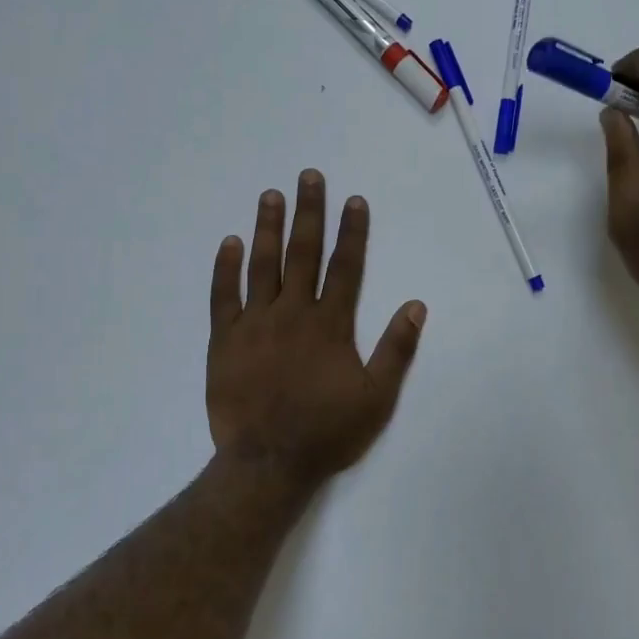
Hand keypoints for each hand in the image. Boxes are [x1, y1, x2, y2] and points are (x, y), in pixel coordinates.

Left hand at [207, 170, 426, 488]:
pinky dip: (225, 268)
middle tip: (308, 177)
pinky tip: (230, 243)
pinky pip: (222, 296)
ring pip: (262, 266)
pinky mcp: (224, 341)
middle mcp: (292, 313)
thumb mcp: (377, 397)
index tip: (353, 200)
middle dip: (309, 212)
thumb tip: (416, 305)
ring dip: (268, 228)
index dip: (351, 231)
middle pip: (303, 254)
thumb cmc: (328, 431)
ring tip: (270, 196)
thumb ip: (396, 349)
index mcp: (330, 325)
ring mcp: (254, 324)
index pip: (345, 267)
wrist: (269, 462)